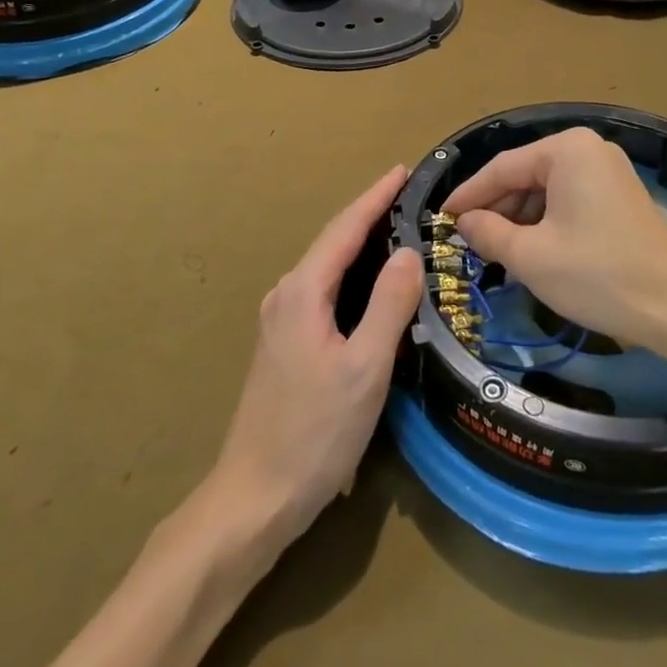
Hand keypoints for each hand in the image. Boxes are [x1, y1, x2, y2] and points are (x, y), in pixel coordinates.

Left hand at [212, 166, 421, 543]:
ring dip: (362, 244)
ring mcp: (281, 320)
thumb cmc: (314, 433)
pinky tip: (374, 285)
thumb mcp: (364, 368)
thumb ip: (388, 305)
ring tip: (400, 230)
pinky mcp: (285, 344)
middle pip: (334, 242)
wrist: (254, 497)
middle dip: (370, 215)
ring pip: (328, 267)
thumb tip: (408, 252)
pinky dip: (353, 274)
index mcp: (303, 292)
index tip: (402, 169)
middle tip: (412, 198)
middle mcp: (286, 295)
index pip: (345, 229)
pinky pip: (324, 291)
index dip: (375, 197)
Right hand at [442, 128, 666, 351]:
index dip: (468, 195)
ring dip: (520, 220)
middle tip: (469, 243)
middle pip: (526, 176)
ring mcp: (609, 172)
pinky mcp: (620, 196)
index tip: (441, 218)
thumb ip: (488, 232)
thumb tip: (464, 221)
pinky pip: (569, 201)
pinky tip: (532, 252)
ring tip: (497, 254)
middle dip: (497, 210)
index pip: (502, 168)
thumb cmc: (597, 274)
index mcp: (567, 149)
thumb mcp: (531, 256)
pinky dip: (546, 224)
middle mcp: (589, 149)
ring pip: (547, 191)